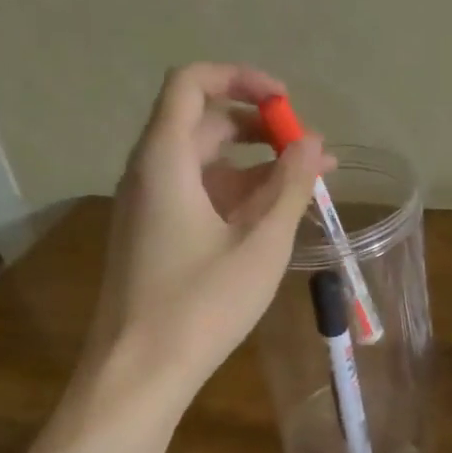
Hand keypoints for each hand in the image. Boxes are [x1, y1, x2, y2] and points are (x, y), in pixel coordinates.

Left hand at [87, 63, 331, 391]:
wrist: (138, 374)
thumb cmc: (201, 305)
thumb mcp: (260, 244)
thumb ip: (290, 186)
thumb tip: (313, 142)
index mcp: (165, 160)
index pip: (192, 83)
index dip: (241, 78)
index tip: (287, 103)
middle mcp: (149, 173)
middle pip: (203, 123)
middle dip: (261, 128)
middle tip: (310, 152)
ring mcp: (149, 206)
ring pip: (205, 163)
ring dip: (256, 165)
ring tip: (308, 184)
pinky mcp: (155, 236)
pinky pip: (198, 195)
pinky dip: (238, 195)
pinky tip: (276, 217)